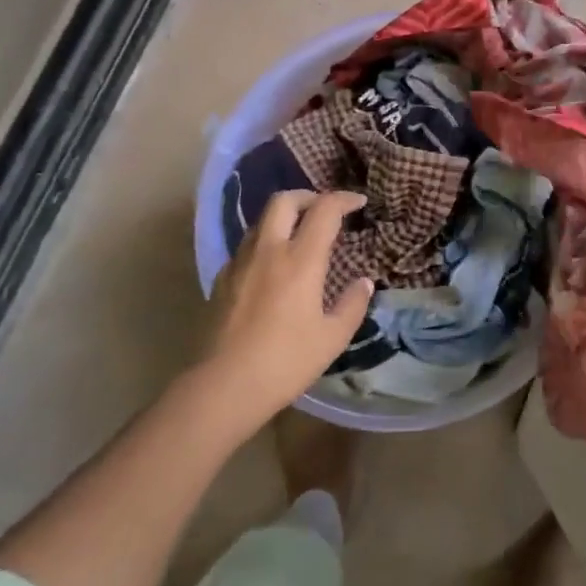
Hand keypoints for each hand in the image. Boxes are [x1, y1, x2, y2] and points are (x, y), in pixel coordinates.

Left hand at [203, 190, 372, 431]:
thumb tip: (364, 283)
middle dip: (307, 197)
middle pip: (284, 200)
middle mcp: (269, 251)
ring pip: (261, 221)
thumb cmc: (285, 362)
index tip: (358, 203)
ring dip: (283, 218)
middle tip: (323, 210)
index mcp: (301, 260)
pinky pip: (246, 247)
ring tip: (298, 237)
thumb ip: (352, 305)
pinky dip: (264, 244)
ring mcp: (240, 263)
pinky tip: (271, 268)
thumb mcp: (332, 338)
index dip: (344, 199)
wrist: (222, 388)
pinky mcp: (221, 280)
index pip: (325, 209)